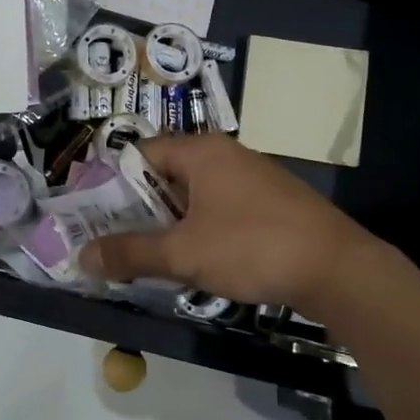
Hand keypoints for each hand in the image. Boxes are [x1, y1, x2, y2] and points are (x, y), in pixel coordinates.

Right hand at [81, 135, 376, 311]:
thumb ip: (130, 253)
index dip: (114, 184)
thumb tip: (81, 258)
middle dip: (140, 209)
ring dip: (171, 223)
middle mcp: (225, 155)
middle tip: (117, 242)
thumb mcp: (183, 253)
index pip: (141, 153)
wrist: (338, 269)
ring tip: (152, 257)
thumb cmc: (252, 247)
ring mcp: (252, 177)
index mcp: (201, 151)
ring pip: (194, 195)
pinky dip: (201, 229)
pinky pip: (220, 208)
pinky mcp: (271, 202)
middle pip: (166, 174)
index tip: (96, 217)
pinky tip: (199, 260)